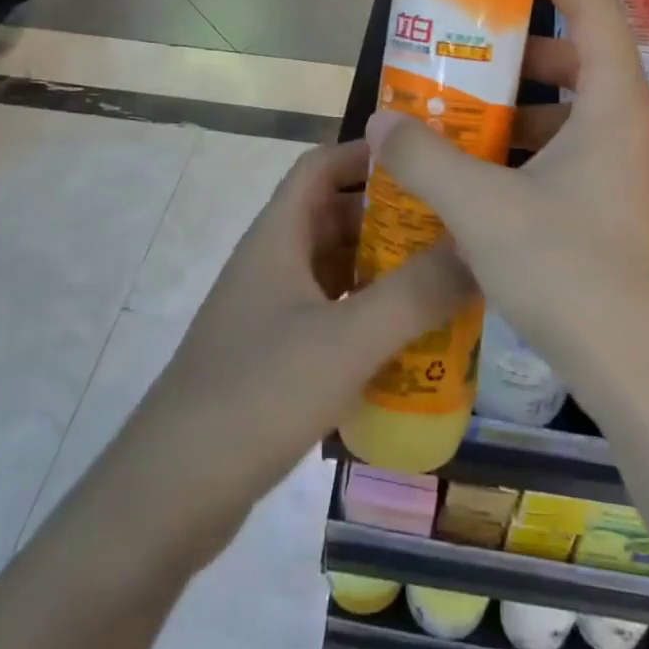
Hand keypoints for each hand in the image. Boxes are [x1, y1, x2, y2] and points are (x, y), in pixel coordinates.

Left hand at [137, 139, 473, 558]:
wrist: (170, 495)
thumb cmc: (257, 395)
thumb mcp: (345, 341)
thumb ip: (415, 295)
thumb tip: (478, 250)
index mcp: (278, 236)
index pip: (321, 166)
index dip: (366, 153)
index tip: (424, 159)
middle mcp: (273, 263)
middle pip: (335, 217)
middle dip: (391, 217)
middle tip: (453, 227)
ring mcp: (271, 312)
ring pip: (336, 270)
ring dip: (384, 270)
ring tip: (445, 280)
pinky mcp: (275, 357)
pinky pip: (332, 316)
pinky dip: (369, 316)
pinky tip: (410, 341)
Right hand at [366, 0, 648, 417]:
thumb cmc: (575, 273)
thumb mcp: (484, 210)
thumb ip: (426, 159)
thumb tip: (380, 121)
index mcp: (616, 109)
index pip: (596, 11)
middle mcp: (635, 133)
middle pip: (585, 64)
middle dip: (526, 54)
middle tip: (471, 58)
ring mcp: (636, 179)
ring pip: (579, 120)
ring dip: (526, 113)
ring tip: (467, 124)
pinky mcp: (628, 218)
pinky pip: (579, 162)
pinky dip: (536, 158)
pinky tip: (489, 189)